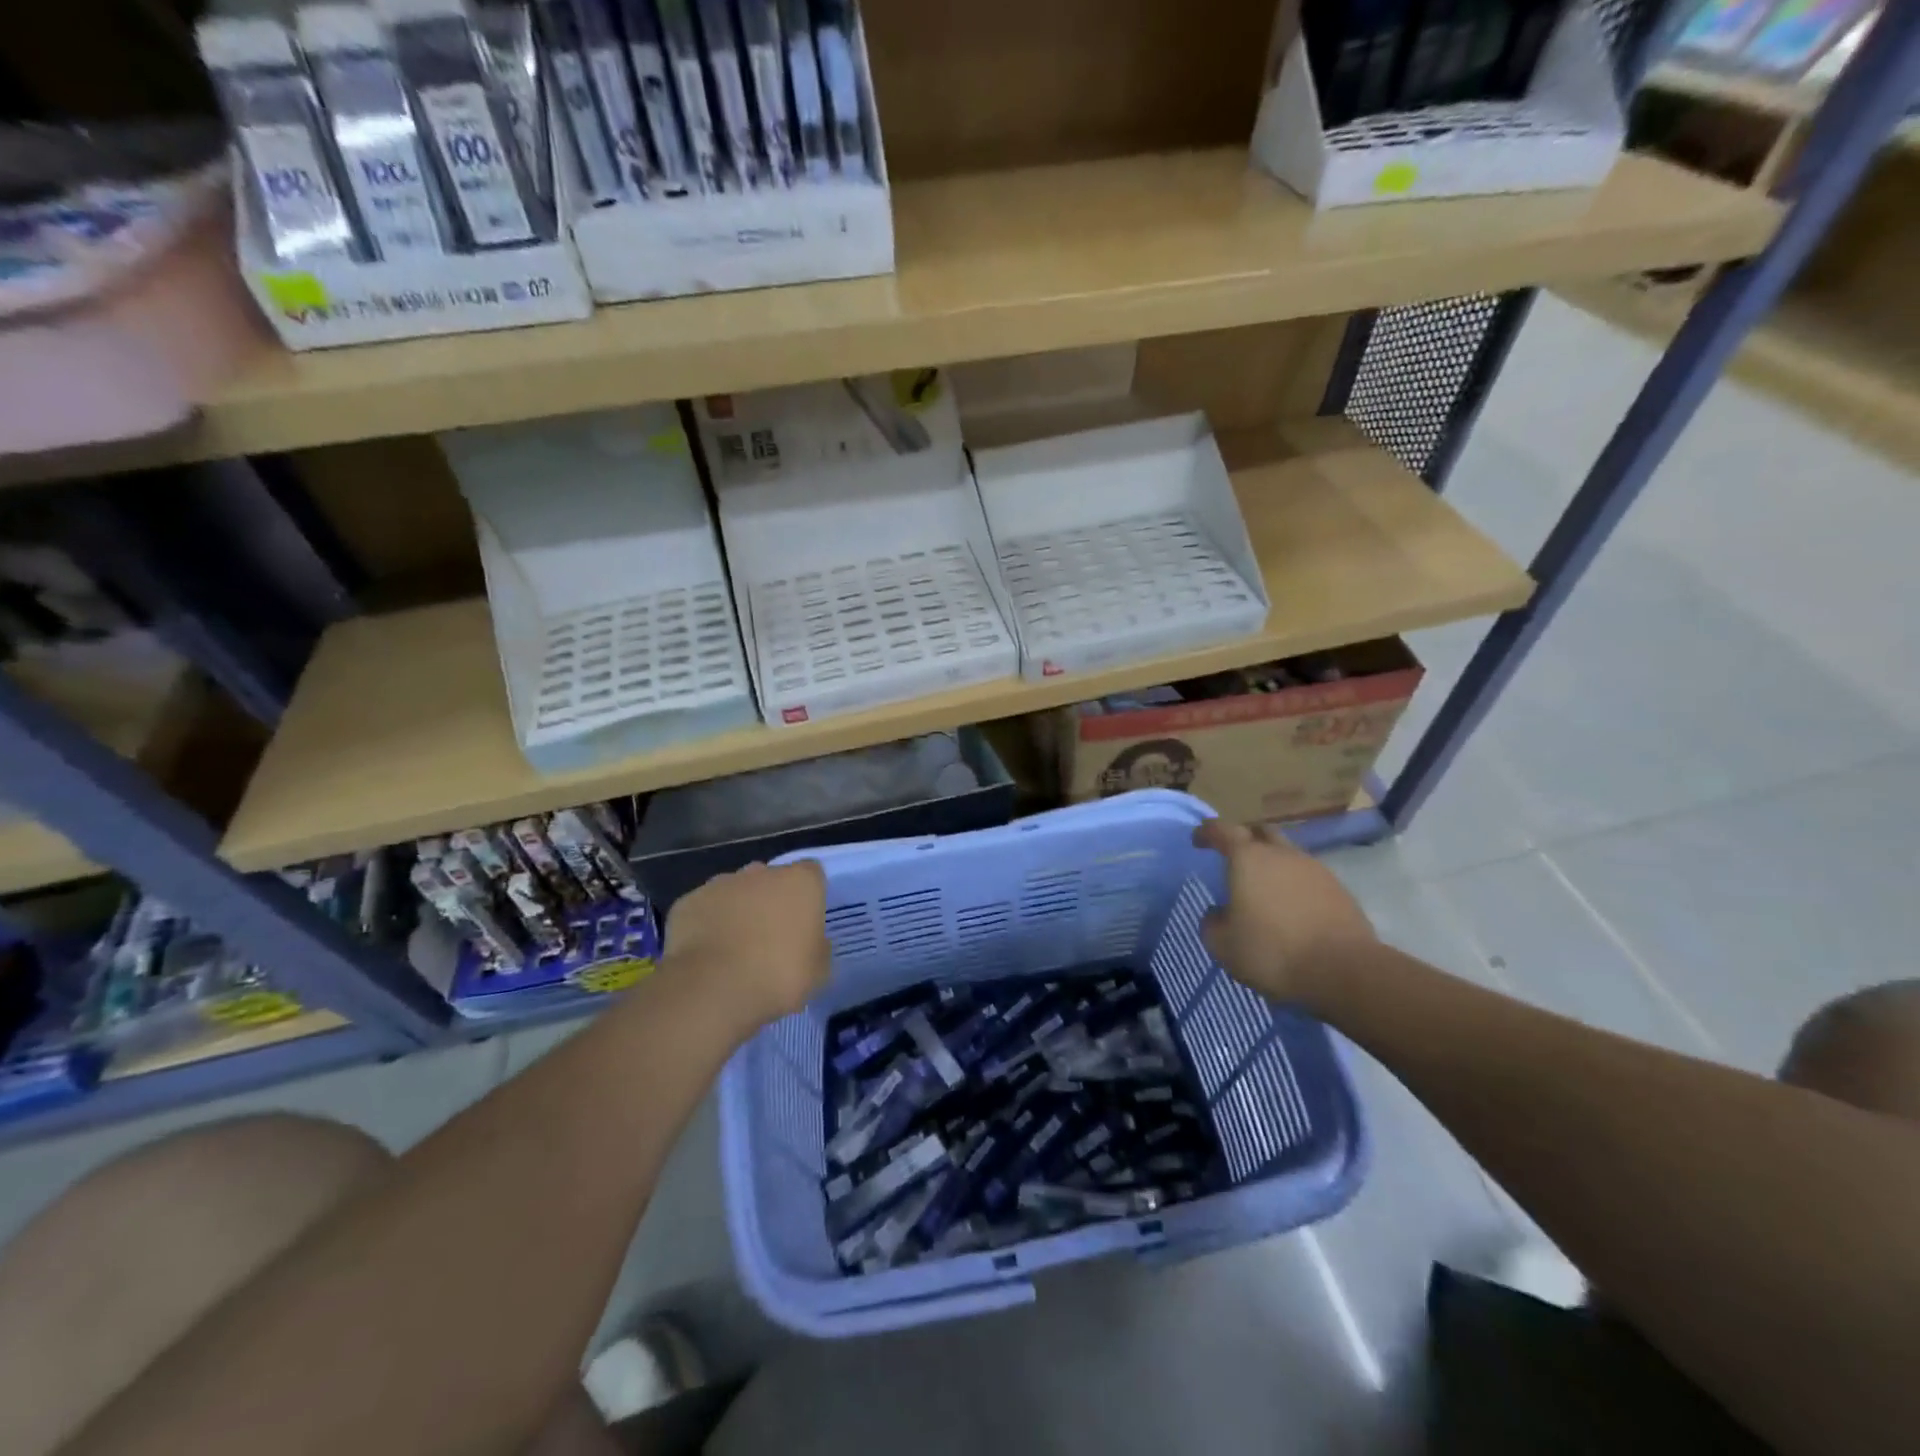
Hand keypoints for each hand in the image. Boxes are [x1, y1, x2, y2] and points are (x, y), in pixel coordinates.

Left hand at [662, 861, 831, 1031]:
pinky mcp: (688, 901)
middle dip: (770, 900)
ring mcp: (721, 883)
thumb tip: (811, 941)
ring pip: (734, 890)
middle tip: (769, 936)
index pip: (811, 873)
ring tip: (734, 947)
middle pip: (770, 879)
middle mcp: (761, 872)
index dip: (808, 895)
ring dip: (737, 909)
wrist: (714, 988)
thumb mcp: (819, 970)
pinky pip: (703, 909)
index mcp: (800, 882)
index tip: (805, 922)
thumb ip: (818, 946)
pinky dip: (706, 924)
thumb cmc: (779, 975)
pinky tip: (706, 953)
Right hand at [1191, 820, 1375, 1004]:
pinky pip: (1308, 877)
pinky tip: (1291, 907)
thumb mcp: (1223, 945)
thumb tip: (1218, 913)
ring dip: (1272, 863)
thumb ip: (1213, 923)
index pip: (1222, 830)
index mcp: (1247, 858)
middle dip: (1244, 839)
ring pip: (1287, 854)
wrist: (1344, 971)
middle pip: (1260, 832)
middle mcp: (1281, 854)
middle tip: (1233, 856)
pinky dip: (1294, 884)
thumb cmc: (1272, 952)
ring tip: (1263, 887)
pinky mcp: (1339, 890)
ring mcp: (1315, 869)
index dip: (1207, 832)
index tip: (1198, 839)